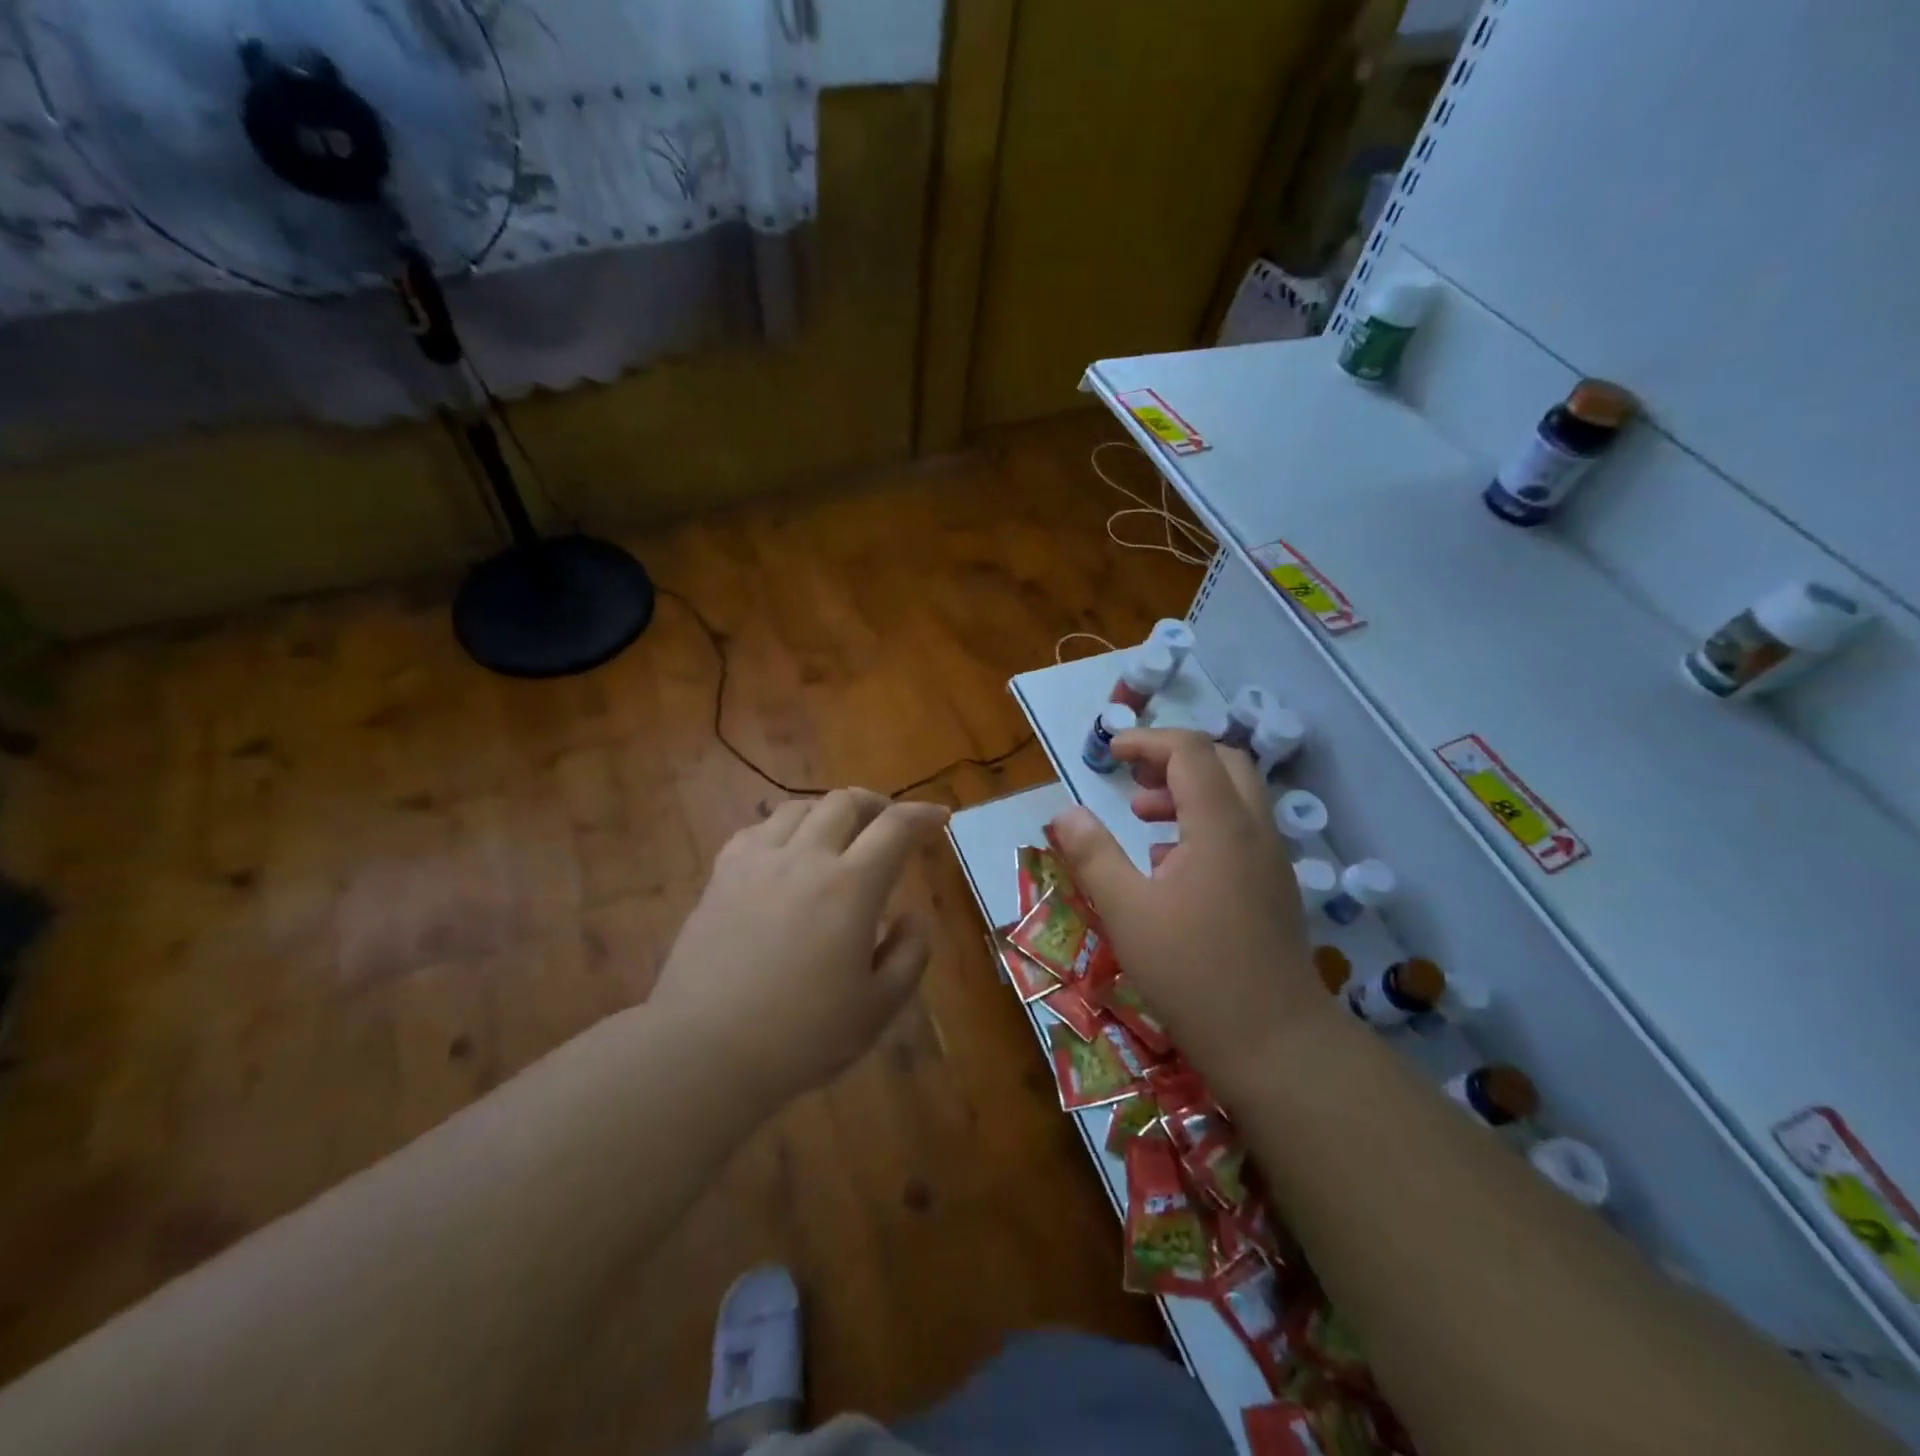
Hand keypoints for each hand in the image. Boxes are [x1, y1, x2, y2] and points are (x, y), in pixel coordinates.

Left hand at [653, 789, 949, 1109]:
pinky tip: (785, 852)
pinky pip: (757, 829)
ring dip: (829, 812)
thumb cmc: (801, 1035)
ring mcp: (757, 862)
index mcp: (851, 887)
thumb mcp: (878, 1008)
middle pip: (845, 802)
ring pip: (798, 808)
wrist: (704, 1050)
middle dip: (876, 804)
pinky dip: (783, 829)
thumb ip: (910, 954)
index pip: (896, 828)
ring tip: (839, 834)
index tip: (938, 817)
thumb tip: (915, 916)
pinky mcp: (721, 876)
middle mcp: (805, 858)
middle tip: (889, 824)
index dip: (922, 815)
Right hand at [1048, 729, 1321, 1086]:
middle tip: (1133, 783)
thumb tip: (1064, 813)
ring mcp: (1272, 860)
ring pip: (1237, 796)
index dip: (1147, 741)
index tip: (1110, 754)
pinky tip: (1171, 865)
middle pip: (1223, 762)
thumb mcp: (1127, 911)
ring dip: (1191, 791)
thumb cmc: (1192, 973)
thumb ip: (1093, 854)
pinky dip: (1206, 823)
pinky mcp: (1276, 887)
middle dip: (1174, 759)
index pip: (1190, 751)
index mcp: (1219, 826)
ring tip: (1144, 820)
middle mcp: (1255, 830)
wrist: (1274, 1042)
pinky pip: (1243, 830)